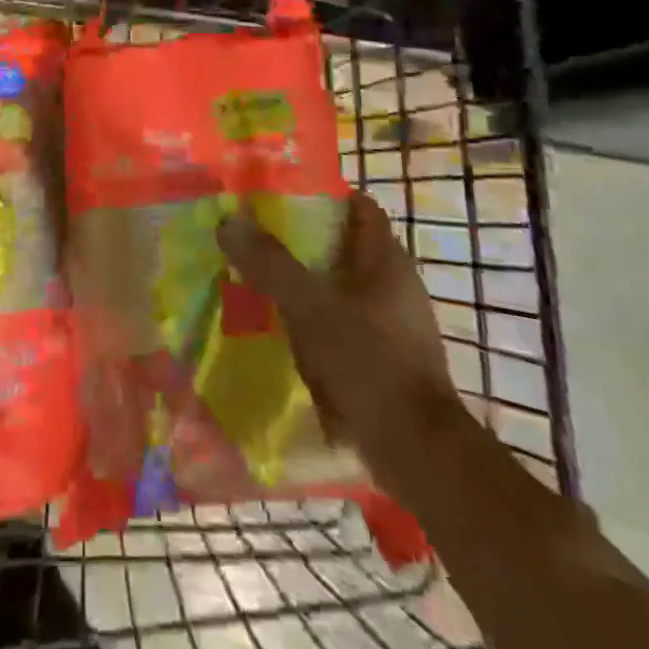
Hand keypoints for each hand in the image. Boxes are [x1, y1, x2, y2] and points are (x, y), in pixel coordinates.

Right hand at [218, 190, 459, 492]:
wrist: (418, 453)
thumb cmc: (369, 363)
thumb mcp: (310, 306)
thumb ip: (270, 263)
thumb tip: (229, 220)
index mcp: (387, 260)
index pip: (359, 206)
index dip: (322, 195)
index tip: (279, 196)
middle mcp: (395, 285)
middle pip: (344, 246)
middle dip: (302, 240)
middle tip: (256, 238)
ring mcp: (393, 325)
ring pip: (341, 287)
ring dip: (305, 283)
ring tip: (260, 282)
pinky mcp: (386, 360)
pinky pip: (343, 325)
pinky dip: (315, 321)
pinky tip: (284, 332)